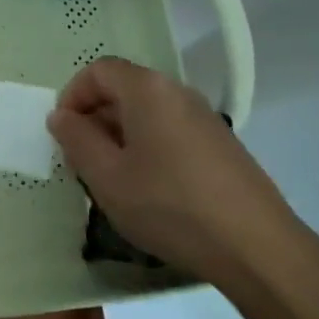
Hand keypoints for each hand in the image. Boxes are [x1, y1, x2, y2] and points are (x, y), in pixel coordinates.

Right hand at [48, 57, 302, 282]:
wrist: (257, 247)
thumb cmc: (170, 205)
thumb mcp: (108, 177)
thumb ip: (76, 140)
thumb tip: (61, 116)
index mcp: (147, 89)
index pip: (98, 71)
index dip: (73, 96)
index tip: (64, 134)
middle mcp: (177, 91)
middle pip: (124, 89)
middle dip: (96, 119)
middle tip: (83, 161)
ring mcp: (204, 116)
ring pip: (148, 113)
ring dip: (122, 136)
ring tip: (115, 180)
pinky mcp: (221, 144)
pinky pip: (171, 131)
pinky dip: (150, 147)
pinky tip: (152, 190)